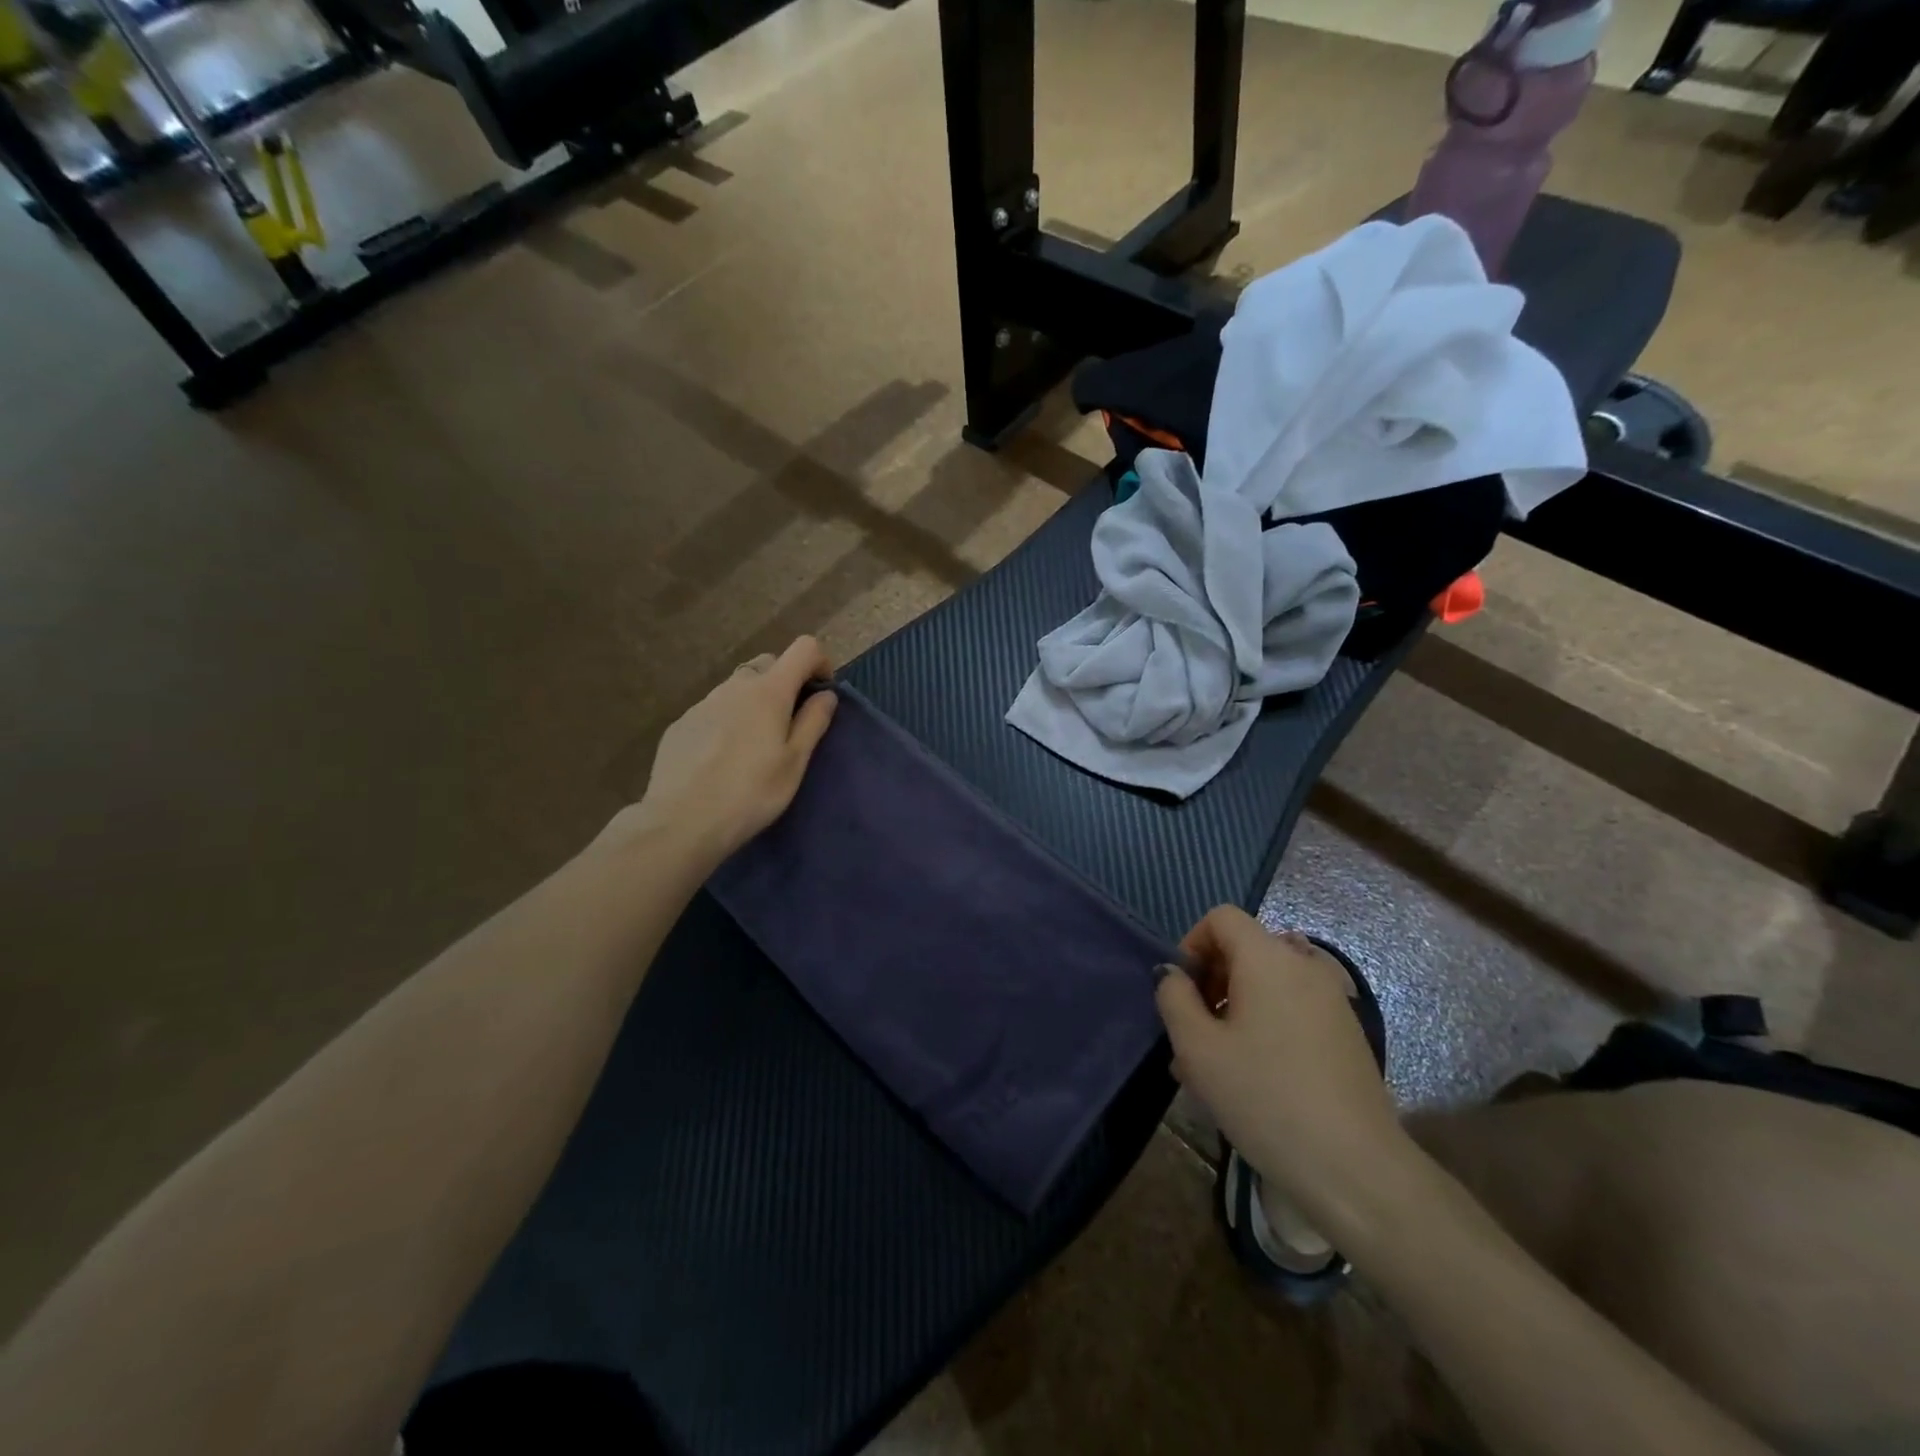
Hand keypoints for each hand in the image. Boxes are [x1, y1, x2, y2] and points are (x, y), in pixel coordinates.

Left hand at [626, 637, 837, 867]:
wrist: (681, 822)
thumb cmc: (751, 793)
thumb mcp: (794, 762)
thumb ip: (813, 722)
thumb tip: (827, 694)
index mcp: (769, 691)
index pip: (803, 648)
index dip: (820, 662)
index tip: (823, 693)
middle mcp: (735, 686)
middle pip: (769, 663)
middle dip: (787, 681)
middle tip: (792, 721)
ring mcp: (703, 702)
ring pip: (739, 686)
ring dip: (756, 700)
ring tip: (756, 743)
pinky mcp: (682, 723)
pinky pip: (715, 708)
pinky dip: (729, 718)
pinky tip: (724, 756)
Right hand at [1156, 906, 1411, 1230]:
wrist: (1356, 1169)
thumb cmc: (1265, 1098)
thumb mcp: (1198, 1049)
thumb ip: (1174, 999)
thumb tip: (1173, 974)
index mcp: (1268, 958)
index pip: (1221, 918)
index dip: (1191, 943)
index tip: (1181, 992)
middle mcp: (1305, 966)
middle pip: (1245, 949)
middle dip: (1210, 981)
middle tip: (1192, 1034)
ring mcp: (1332, 1001)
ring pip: (1267, 985)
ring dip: (1234, 1009)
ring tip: (1215, 1064)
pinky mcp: (1346, 1034)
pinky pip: (1292, 1010)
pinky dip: (1265, 1025)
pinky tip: (1253, 1077)